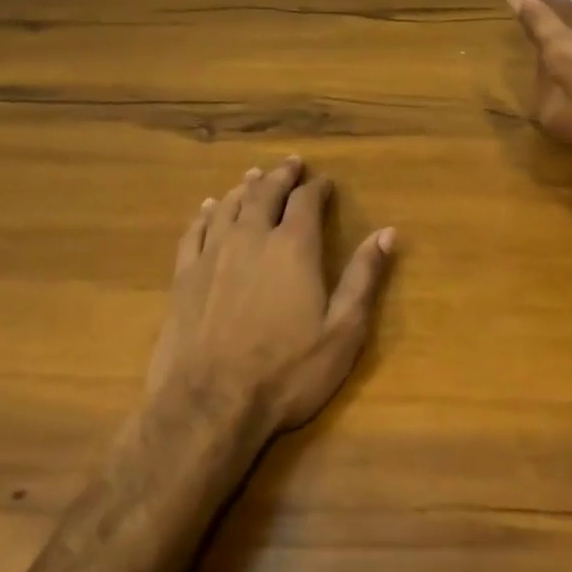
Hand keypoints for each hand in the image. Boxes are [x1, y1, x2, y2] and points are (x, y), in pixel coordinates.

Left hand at [144, 158, 395, 437]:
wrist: (207, 408)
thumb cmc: (285, 372)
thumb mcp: (342, 331)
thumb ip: (364, 277)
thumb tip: (388, 232)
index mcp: (293, 247)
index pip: (306, 201)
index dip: (317, 187)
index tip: (325, 182)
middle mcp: (252, 238)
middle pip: (266, 193)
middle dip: (281, 176)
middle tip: (290, 163)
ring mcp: (213, 256)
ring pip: (230, 206)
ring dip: (246, 188)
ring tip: (254, 176)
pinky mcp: (183, 278)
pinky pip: (194, 232)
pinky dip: (206, 215)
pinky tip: (210, 209)